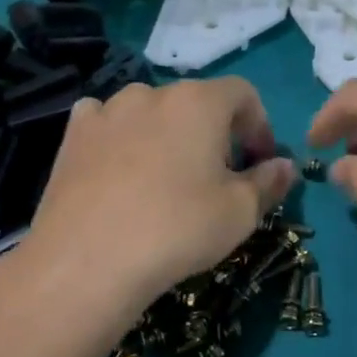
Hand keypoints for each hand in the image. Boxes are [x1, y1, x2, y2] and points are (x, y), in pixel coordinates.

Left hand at [0, 78, 294, 356]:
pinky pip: (107, 123)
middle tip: (219, 177)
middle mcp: (152, 93)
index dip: (259, 126)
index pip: (244, 94)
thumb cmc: (178, 229)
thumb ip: (269, 181)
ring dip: (168, 134)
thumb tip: (284, 165)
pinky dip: (122, 137)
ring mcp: (107, 111)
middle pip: (197, 102)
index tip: (259, 163)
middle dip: (215, 133)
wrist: (86, 263)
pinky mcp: (72, 136)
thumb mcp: (241, 212)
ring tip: (167, 178)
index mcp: (200, 102)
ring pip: (151, 112)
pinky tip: (122, 170)